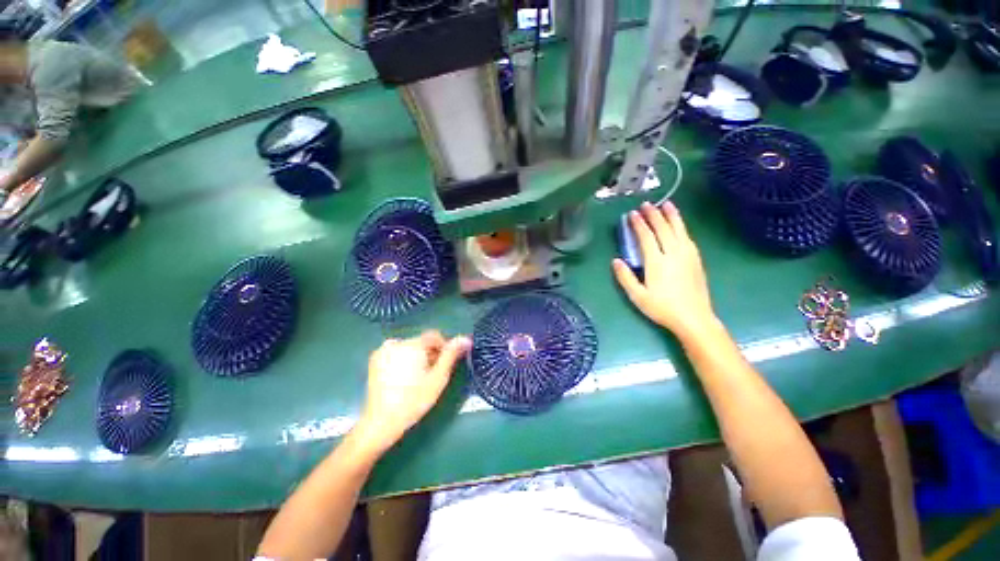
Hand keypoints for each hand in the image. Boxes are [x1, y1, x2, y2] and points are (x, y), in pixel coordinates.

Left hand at [354, 331, 470, 452]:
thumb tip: (466, 339)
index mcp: (413, 344)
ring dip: (417, 356)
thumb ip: (451, 355)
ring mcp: (383, 350)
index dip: (443, 347)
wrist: (381, 422)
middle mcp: (397, 342)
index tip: (445, 364)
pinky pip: (397, 352)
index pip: (434, 336)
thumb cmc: (414, 400)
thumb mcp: (438, 377)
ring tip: (418, 377)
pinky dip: (404, 359)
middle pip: (421, 342)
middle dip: (430, 353)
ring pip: (409, 347)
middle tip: (432, 374)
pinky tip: (404, 377)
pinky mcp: (375, 359)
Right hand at [612, 201, 717, 339]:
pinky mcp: (696, 259)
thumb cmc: (662, 308)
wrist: (694, 318)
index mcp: (657, 262)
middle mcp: (673, 253)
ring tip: (667, 204)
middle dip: (654, 214)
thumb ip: (625, 277)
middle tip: (646, 204)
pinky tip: (679, 225)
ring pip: (679, 229)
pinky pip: (687, 237)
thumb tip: (615, 261)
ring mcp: (688, 255)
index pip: (646, 237)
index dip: (639, 224)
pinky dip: (682, 226)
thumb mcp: (638, 296)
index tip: (632, 214)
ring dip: (672, 215)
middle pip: (663, 228)